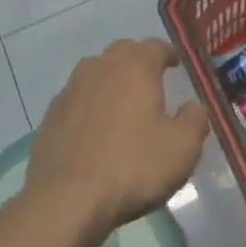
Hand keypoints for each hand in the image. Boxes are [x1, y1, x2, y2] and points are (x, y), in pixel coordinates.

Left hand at [26, 39, 209, 246]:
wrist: (66, 200)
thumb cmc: (132, 168)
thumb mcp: (182, 149)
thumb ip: (195, 120)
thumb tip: (193, 106)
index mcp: (135, 68)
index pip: (155, 47)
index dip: (168, 53)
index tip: (176, 64)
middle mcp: (101, 68)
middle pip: (122, 51)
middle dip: (138, 60)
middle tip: (151, 79)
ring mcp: (71, 89)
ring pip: (95, 70)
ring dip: (111, 78)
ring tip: (122, 99)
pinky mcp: (51, 115)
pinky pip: (76, 97)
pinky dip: (89, 102)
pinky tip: (94, 125)